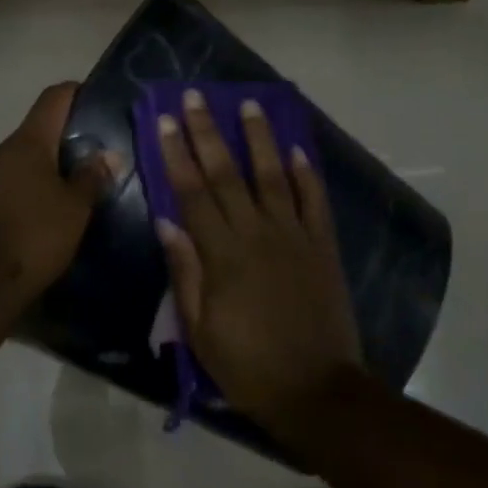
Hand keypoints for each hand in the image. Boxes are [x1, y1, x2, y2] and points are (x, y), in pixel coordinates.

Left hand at [0, 82, 115, 301]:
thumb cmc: (36, 237)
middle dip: (64, 137)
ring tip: (70, 186)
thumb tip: (108, 154)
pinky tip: (41, 212)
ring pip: (21, 159)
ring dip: (44, 166)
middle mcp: (1, 151)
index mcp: (29, 143)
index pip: (53, 98)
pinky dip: (26, 188)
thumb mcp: (76, 208)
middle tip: (92, 153)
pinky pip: (6, 183)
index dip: (75, 92)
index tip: (95, 99)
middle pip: (37, 130)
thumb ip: (92, 176)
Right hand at [155, 91, 364, 435]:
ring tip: (250, 105)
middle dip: (208, 132)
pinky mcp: (323, 246)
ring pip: (273, 176)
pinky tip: (297, 149)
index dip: (176, 154)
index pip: (192, 192)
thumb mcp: (200, 329)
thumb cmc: (248, 365)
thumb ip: (185, 271)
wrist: (317, 391)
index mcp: (223, 254)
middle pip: (227, 173)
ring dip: (260, 139)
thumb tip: (167, 221)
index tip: (165, 120)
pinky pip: (315, 202)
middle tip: (196, 96)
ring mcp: (294, 236)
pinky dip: (307, 174)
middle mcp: (257, 233)